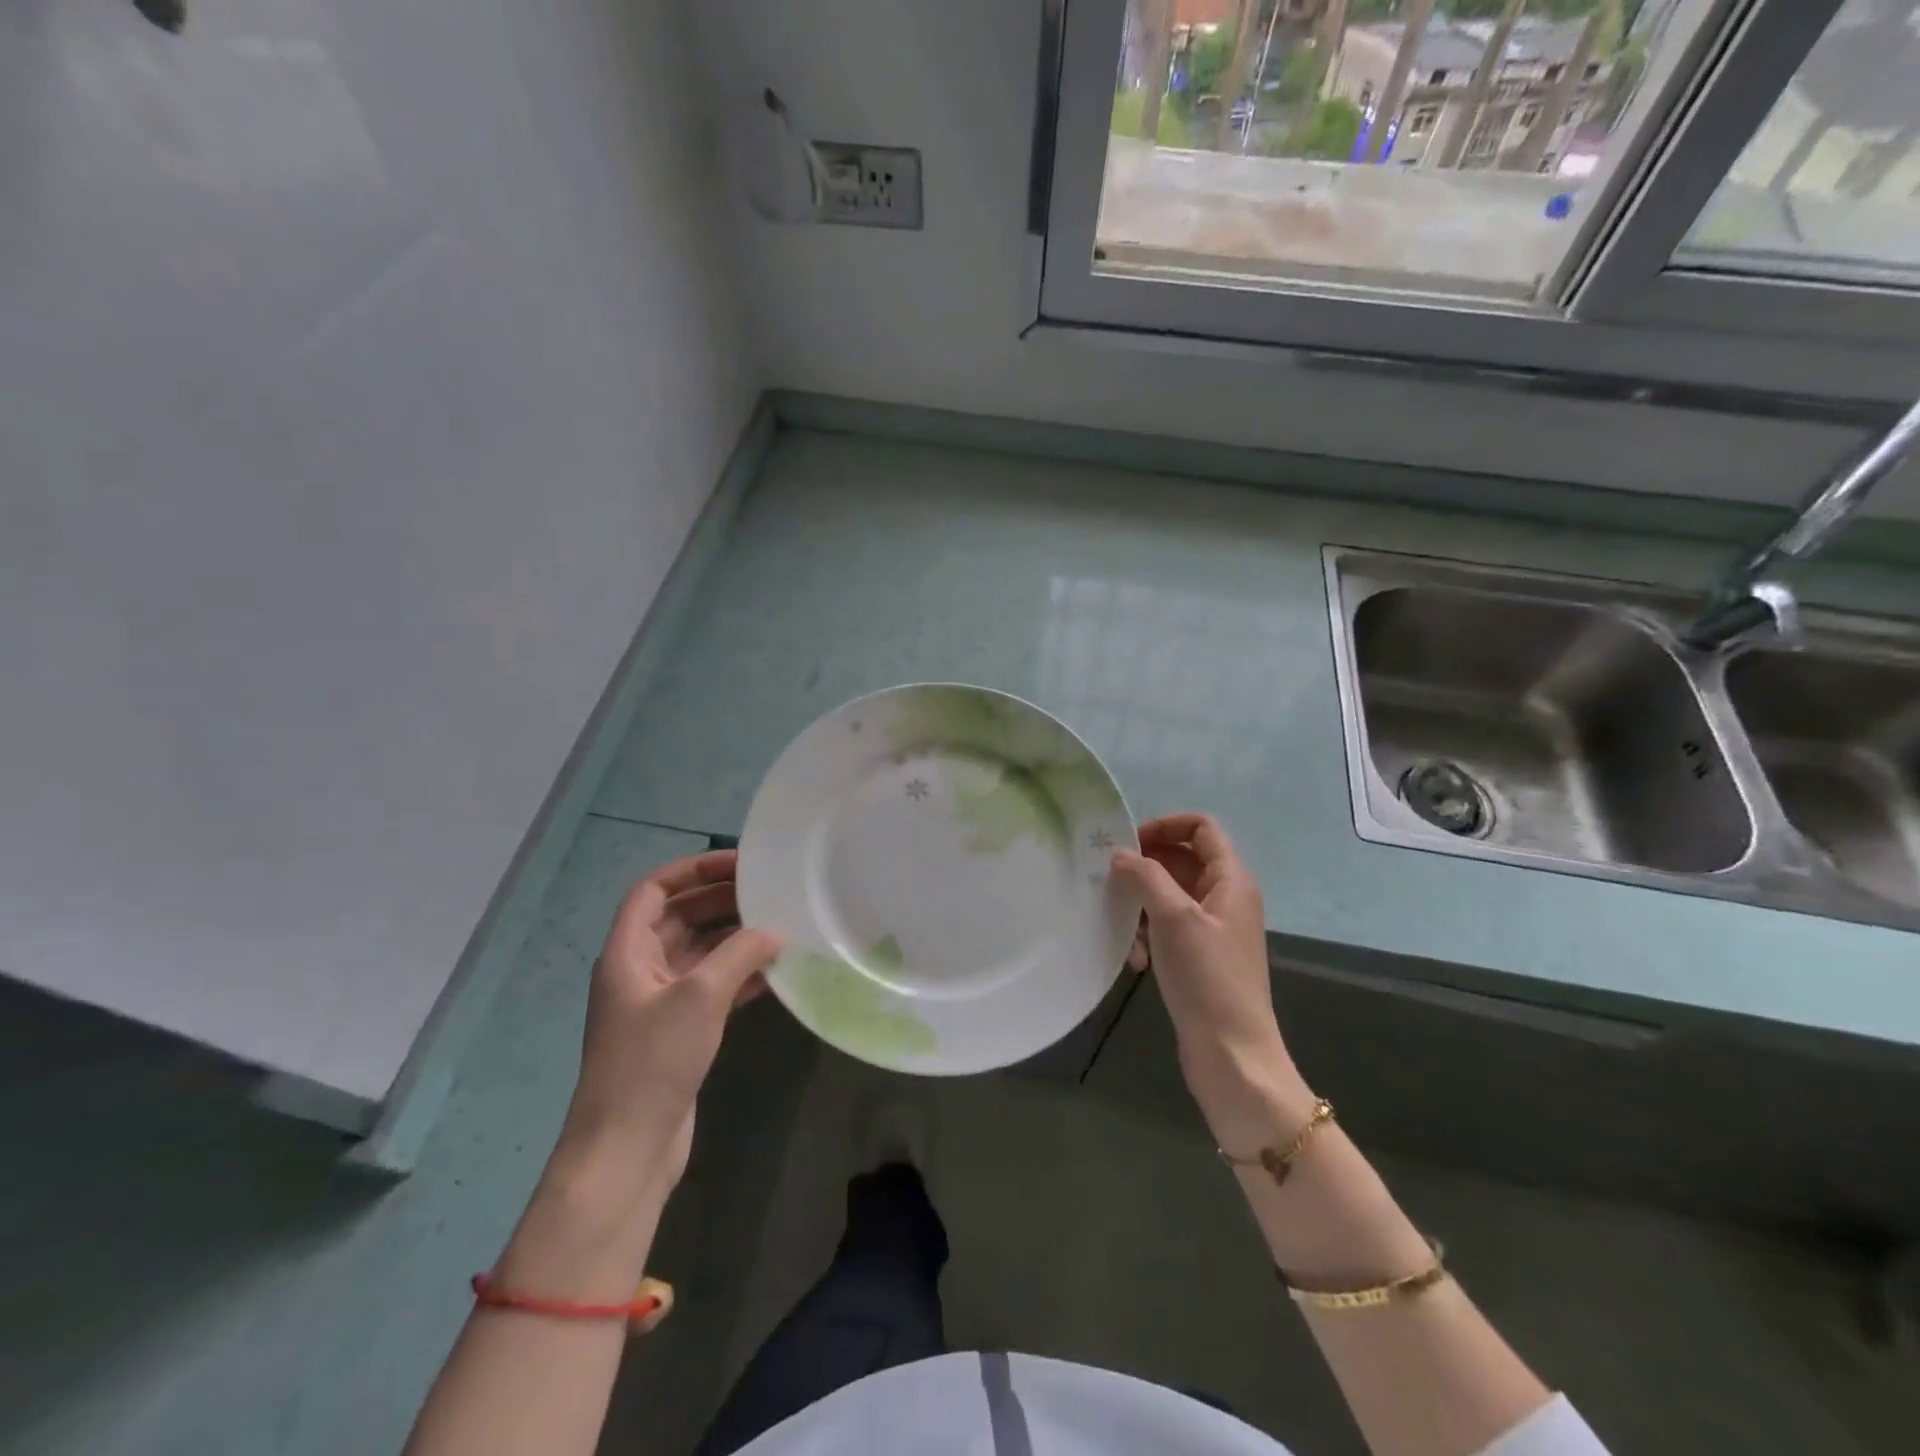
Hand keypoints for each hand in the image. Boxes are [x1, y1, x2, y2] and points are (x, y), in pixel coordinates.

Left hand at [560, 850, 780, 1189]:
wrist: (627, 1150)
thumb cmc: (652, 1062)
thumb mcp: (699, 997)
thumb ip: (739, 954)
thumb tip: (773, 931)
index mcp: (627, 952)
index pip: (654, 890)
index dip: (693, 869)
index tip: (739, 864)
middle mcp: (639, 970)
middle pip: (679, 918)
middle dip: (720, 900)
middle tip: (768, 892)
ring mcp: (659, 1003)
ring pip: (699, 953)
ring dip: (734, 938)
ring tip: (779, 925)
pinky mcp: (679, 1032)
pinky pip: (712, 987)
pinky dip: (740, 975)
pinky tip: (775, 973)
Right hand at [1113, 814, 1311, 1153]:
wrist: (1232, 1054)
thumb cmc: (1207, 978)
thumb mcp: (1174, 918)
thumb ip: (1146, 877)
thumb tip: (1120, 853)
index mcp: (1231, 880)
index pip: (1202, 828)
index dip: (1165, 826)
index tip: (1129, 843)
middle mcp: (1226, 898)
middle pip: (1182, 860)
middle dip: (1146, 868)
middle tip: (1111, 881)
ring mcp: (1213, 929)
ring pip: (1170, 896)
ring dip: (1142, 906)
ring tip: (1123, 928)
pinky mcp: (1200, 957)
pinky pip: (1168, 928)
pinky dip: (1149, 935)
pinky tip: (1136, 961)